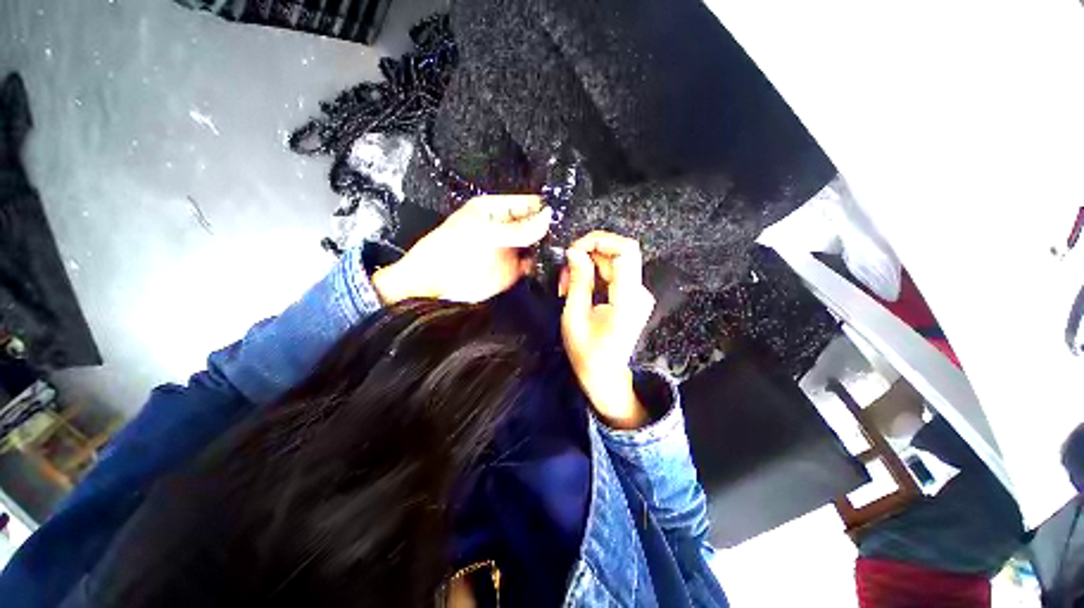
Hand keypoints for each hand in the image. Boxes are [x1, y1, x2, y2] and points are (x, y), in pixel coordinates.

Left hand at [372, 195, 552, 303]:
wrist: (436, 284)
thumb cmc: (450, 251)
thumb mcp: (486, 234)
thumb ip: (519, 229)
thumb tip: (547, 217)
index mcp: (496, 210)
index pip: (527, 203)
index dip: (545, 207)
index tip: (564, 213)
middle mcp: (507, 228)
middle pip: (535, 224)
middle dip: (551, 228)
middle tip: (569, 233)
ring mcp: (511, 249)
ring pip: (537, 244)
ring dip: (549, 246)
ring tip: (565, 248)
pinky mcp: (513, 269)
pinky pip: (533, 264)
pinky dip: (543, 264)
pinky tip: (553, 264)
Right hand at [559, 231, 655, 428]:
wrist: (605, 374)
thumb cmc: (587, 352)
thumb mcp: (574, 317)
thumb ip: (578, 281)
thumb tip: (575, 251)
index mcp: (628, 300)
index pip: (625, 251)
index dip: (600, 240)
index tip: (575, 249)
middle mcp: (639, 293)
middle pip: (619, 252)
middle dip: (588, 253)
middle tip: (566, 271)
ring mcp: (638, 294)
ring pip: (614, 261)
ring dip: (589, 264)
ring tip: (567, 284)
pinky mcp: (632, 296)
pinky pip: (614, 273)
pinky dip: (594, 273)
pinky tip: (579, 288)